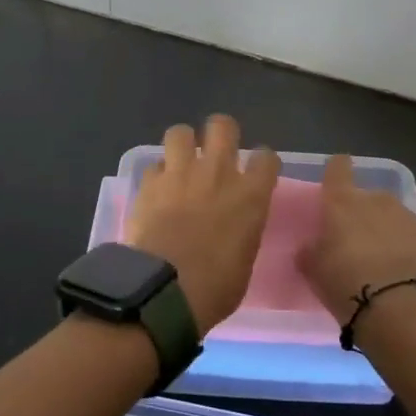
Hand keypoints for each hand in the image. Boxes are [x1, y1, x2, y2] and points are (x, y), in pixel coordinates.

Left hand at [124, 116, 279, 334]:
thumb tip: (235, 224)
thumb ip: (244, 228)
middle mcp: (218, 172)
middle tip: (216, 152)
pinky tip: (157, 190)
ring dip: (182, 144)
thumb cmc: (215, 287)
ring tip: (181, 161)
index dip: (261, 161)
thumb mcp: (245, 257)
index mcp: (251, 195)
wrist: (165, 290)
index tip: (257, 171)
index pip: (266, 157)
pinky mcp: (149, 183)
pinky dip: (157, 175)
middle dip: (221, 133)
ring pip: (180, 132)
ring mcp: (181, 173)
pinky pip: (153, 165)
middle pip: (223, 126)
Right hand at [298, 154, 415, 328]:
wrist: (401, 307)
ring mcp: (407, 217)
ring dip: (385, 230)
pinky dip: (405, 247)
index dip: (336, 170)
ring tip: (380, 260)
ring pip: (391, 216)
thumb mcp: (314, 270)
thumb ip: (310, 251)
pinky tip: (401, 270)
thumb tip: (311, 246)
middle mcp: (376, 200)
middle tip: (354, 241)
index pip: (337, 169)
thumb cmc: (346, 282)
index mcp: (343, 202)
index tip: (336, 175)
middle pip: (366, 197)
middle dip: (361, 213)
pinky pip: (411, 236)